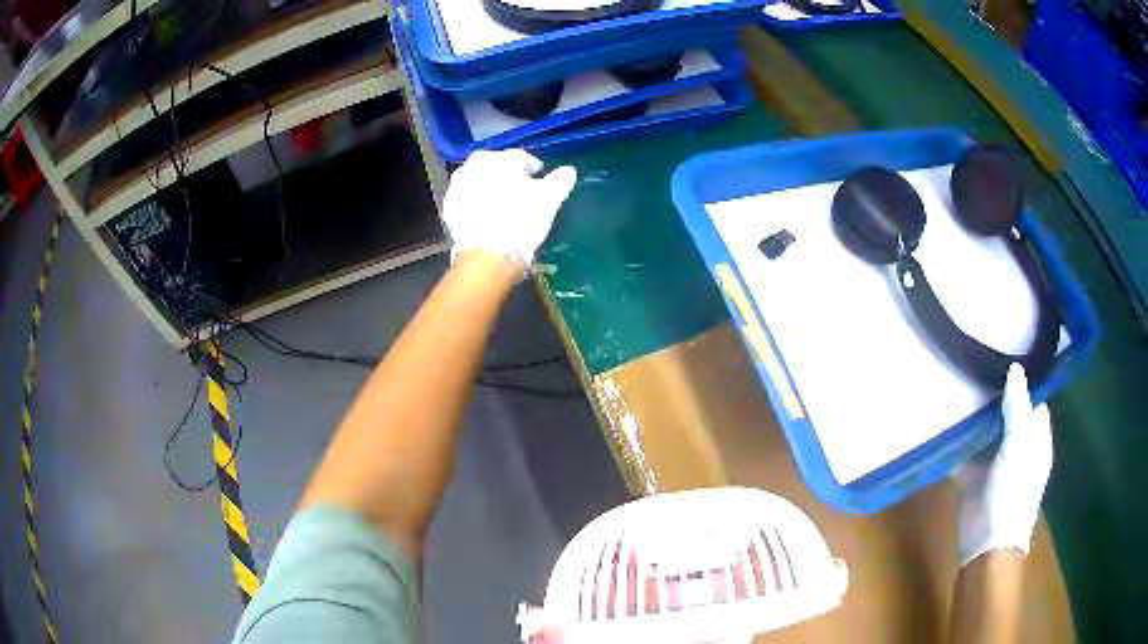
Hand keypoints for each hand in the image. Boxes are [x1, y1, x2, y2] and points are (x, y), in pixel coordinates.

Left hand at [443, 149, 576, 278]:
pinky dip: (476, 204)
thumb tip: (569, 171)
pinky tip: (487, 216)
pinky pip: (467, 200)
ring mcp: (456, 187)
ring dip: (489, 188)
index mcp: (498, 158)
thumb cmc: (522, 219)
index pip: (519, 158)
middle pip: (495, 167)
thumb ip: (560, 181)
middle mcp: (472, 166)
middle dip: (507, 175)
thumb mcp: (548, 199)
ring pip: (478, 182)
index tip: (539, 176)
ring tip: (502, 204)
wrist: (488, 253)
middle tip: (519, 189)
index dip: (532, 167)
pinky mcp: (448, 208)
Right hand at [954, 364, 1053, 566]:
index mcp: (1035, 438)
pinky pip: (963, 452)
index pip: (1033, 400)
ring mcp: (994, 462)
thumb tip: (1015, 368)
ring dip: (973, 415)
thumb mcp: (1020, 445)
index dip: (1024, 379)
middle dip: (994, 393)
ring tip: (957, 382)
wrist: (986, 543)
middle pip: (1007, 412)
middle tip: (976, 361)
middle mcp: (1017, 446)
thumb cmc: (1013, 491)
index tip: (1007, 352)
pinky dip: (954, 441)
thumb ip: (1017, 408)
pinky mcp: (972, 476)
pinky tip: (943, 421)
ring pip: (984, 431)